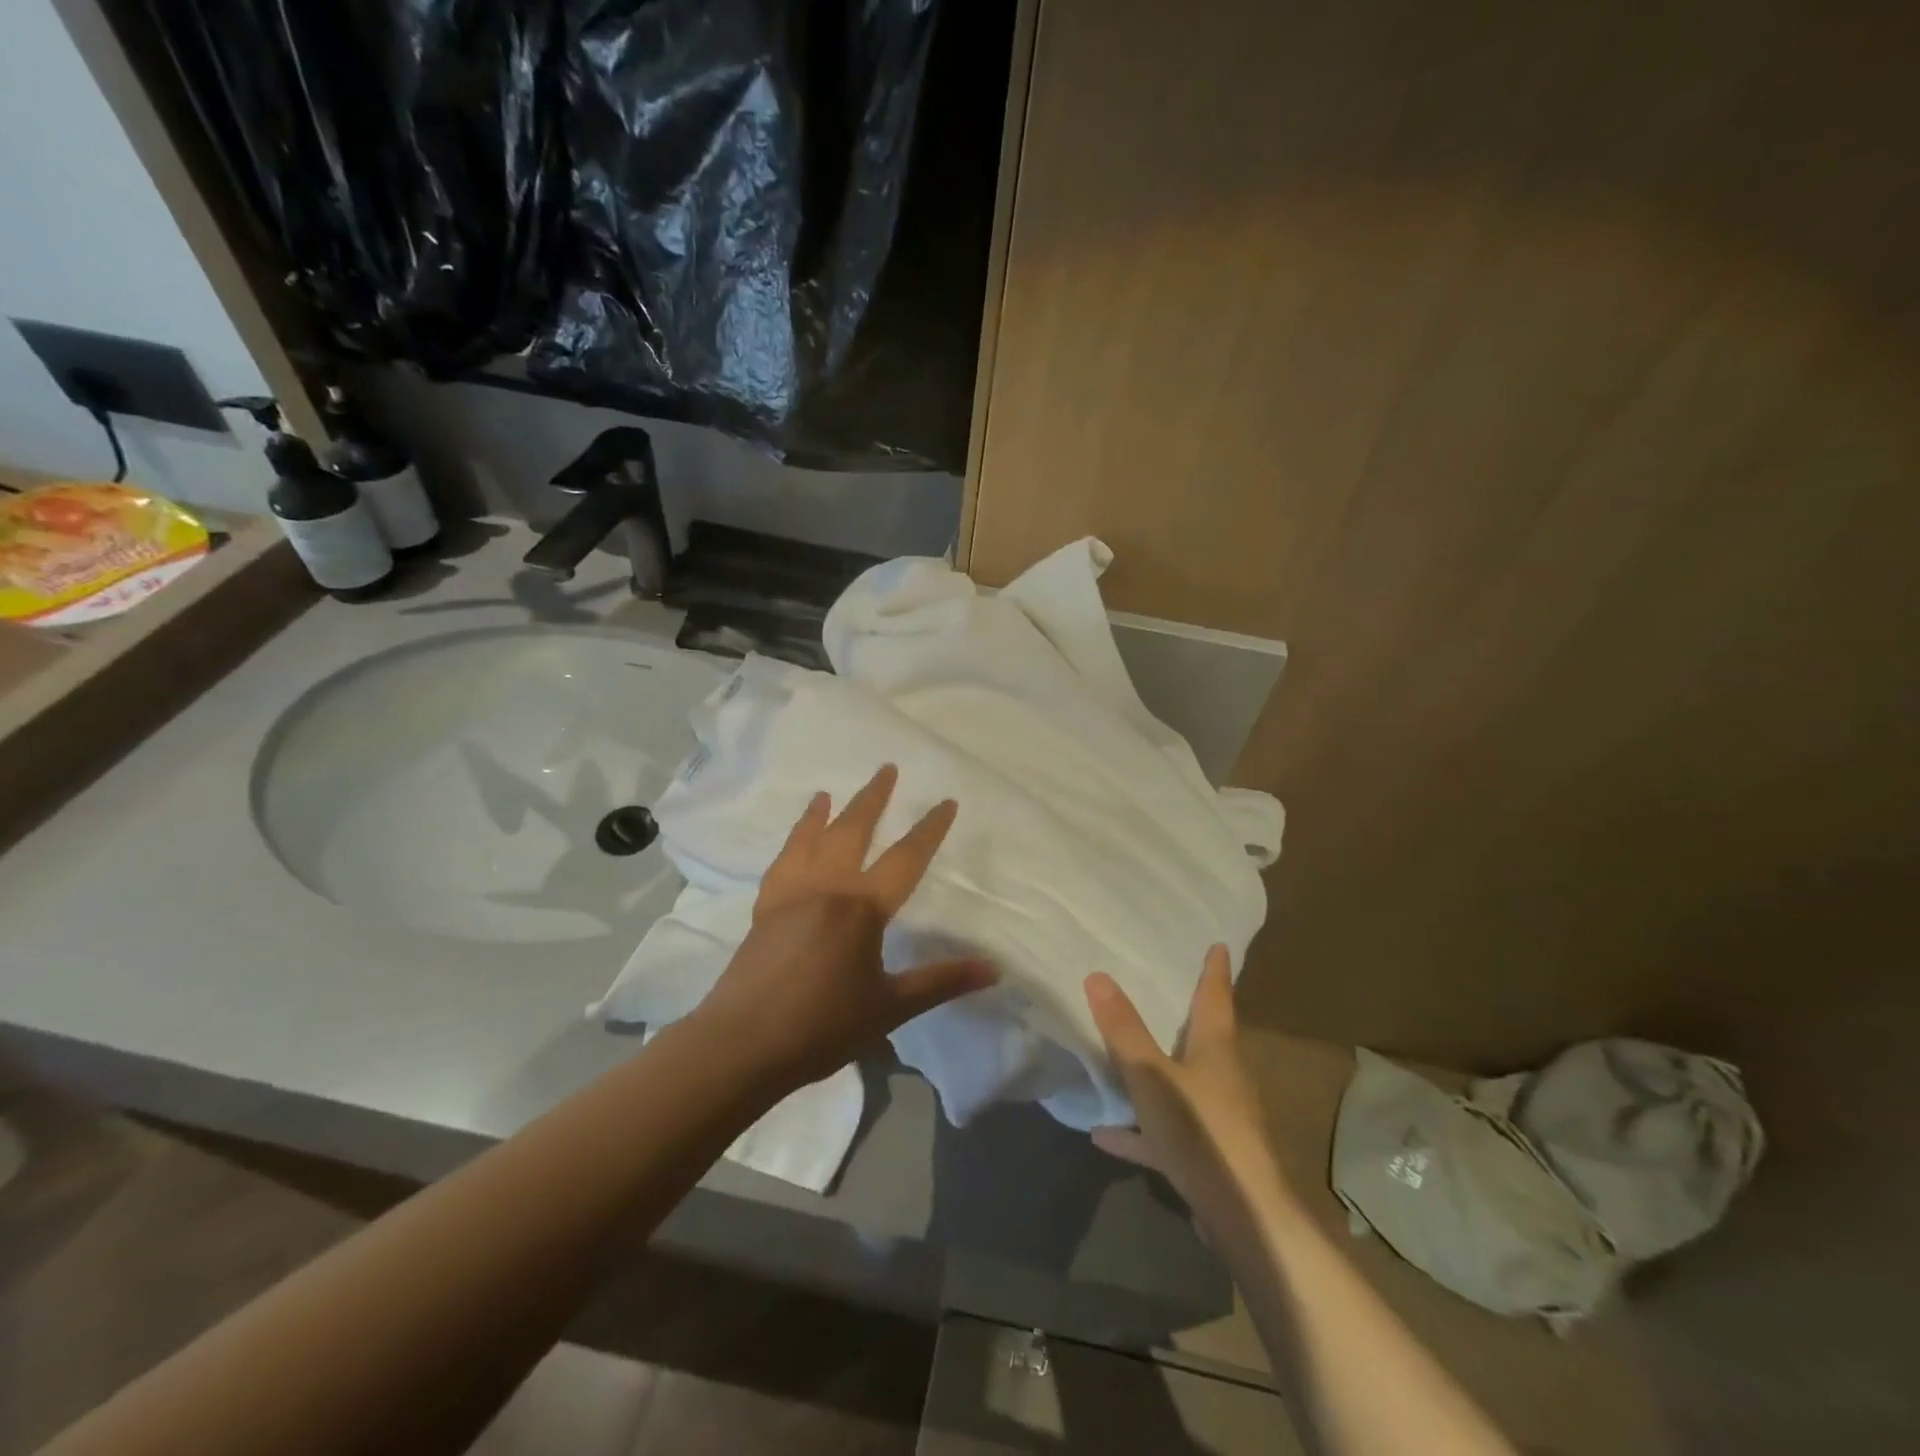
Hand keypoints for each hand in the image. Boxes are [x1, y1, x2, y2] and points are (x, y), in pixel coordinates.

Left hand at [695, 765, 996, 1094]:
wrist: (743, 1044)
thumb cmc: (822, 1026)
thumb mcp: (890, 1007)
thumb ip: (941, 982)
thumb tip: (993, 970)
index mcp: (862, 907)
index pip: (906, 858)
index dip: (929, 829)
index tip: (946, 802)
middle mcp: (827, 887)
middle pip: (853, 829)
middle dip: (873, 798)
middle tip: (886, 768)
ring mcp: (791, 893)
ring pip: (811, 838)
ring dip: (824, 812)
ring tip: (827, 792)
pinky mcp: (764, 908)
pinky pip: (782, 862)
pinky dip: (791, 842)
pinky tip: (794, 841)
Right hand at [1086, 947, 1286, 1211]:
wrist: (1243, 1217)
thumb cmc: (1202, 1133)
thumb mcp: (1152, 1077)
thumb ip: (1124, 1031)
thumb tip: (1097, 975)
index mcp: (1217, 1050)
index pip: (1217, 998)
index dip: (1215, 971)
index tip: (1219, 945)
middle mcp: (1223, 1077)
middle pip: (1207, 1038)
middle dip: (1190, 1016)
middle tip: (1168, 992)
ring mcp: (1218, 1119)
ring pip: (1185, 1083)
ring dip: (1158, 1073)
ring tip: (1123, 1060)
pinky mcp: (1208, 1156)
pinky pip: (1167, 1130)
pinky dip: (1140, 1129)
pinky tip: (1104, 1134)